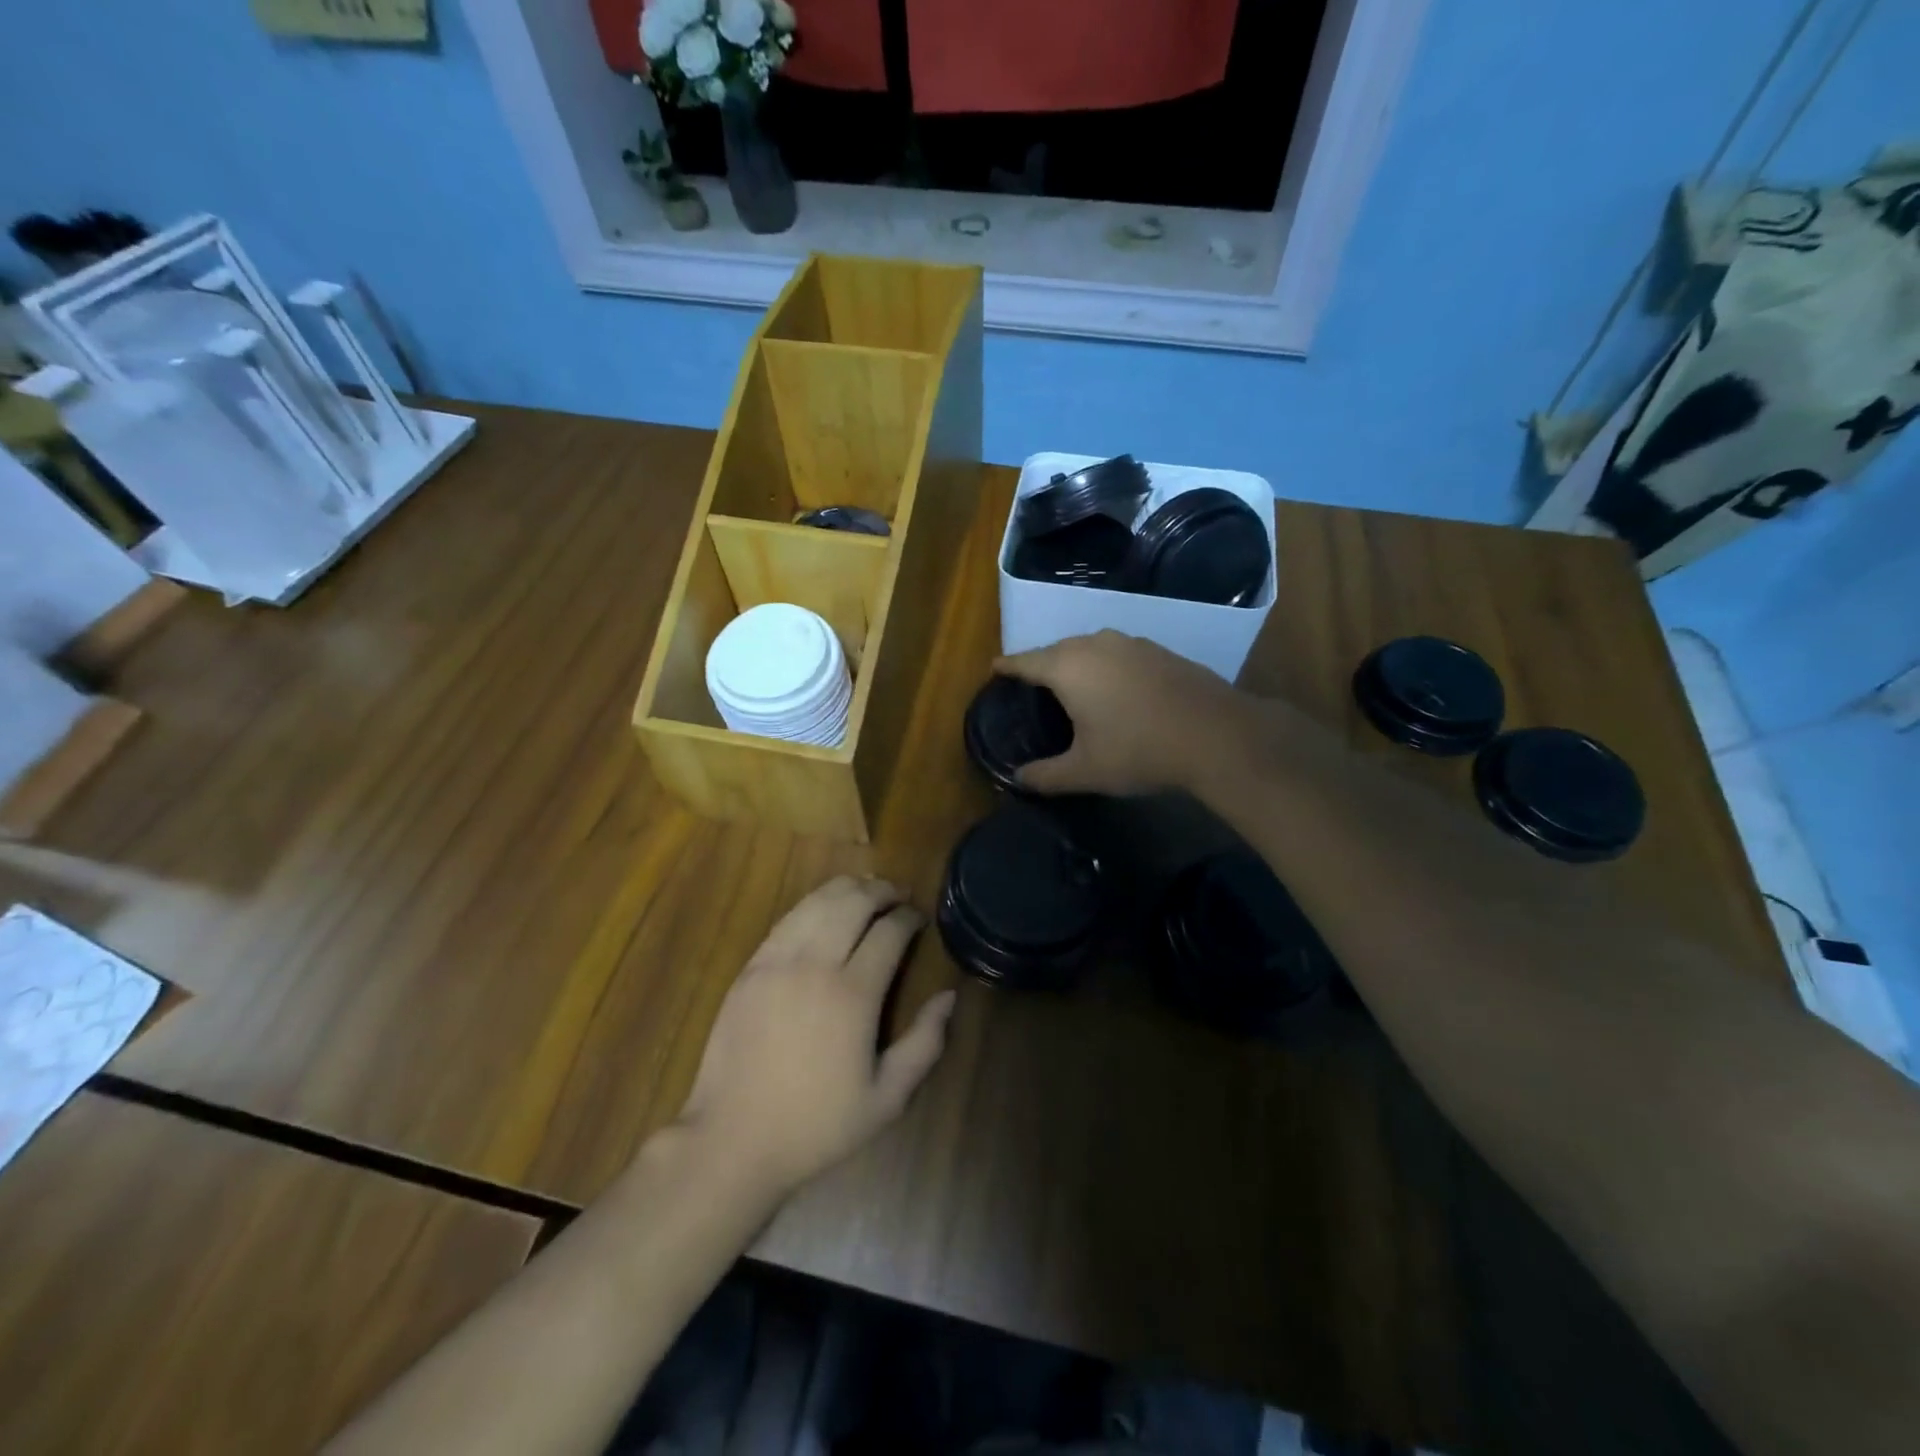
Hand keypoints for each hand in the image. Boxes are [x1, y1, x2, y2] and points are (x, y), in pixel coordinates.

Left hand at [675, 876, 955, 1196]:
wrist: (733, 1140)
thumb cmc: (817, 1124)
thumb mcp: (887, 1099)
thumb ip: (925, 1044)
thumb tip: (949, 997)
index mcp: (854, 995)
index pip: (889, 932)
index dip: (909, 918)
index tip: (920, 918)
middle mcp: (816, 966)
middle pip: (853, 903)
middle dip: (882, 891)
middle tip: (898, 895)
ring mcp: (777, 963)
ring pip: (817, 902)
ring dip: (846, 889)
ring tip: (865, 891)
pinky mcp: (750, 969)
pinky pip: (786, 920)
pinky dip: (812, 905)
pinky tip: (823, 909)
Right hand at [995, 630, 1250, 795]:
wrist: (1216, 735)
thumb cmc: (1138, 751)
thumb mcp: (1085, 771)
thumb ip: (1046, 775)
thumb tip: (1019, 778)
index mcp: (1068, 666)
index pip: (1025, 661)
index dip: (1007, 667)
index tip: (994, 669)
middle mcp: (1096, 644)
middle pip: (1057, 650)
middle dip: (1041, 664)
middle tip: (1032, 686)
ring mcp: (1132, 644)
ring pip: (1090, 649)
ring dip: (1077, 664)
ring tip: (1072, 686)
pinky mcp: (1160, 651)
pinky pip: (1119, 654)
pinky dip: (1107, 667)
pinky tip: (1115, 689)